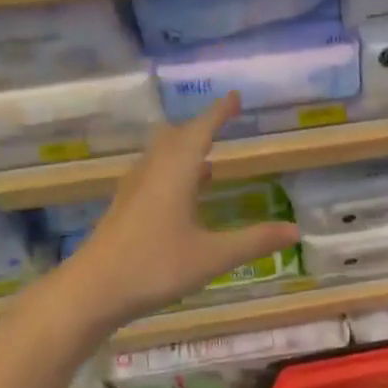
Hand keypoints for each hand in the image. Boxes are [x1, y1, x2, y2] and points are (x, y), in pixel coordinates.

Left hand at [66, 93, 298, 327]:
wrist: (92, 291)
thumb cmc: (154, 266)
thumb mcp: (213, 256)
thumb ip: (255, 241)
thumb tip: (295, 230)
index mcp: (175, 173)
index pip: (200, 131)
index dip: (219, 113)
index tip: (234, 96)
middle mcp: (152, 173)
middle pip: (174, 137)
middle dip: (198, 128)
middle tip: (220, 123)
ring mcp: (133, 191)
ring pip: (159, 157)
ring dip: (183, 150)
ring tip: (207, 159)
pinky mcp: (124, 210)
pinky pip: (152, 176)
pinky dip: (172, 173)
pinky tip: (182, 196)